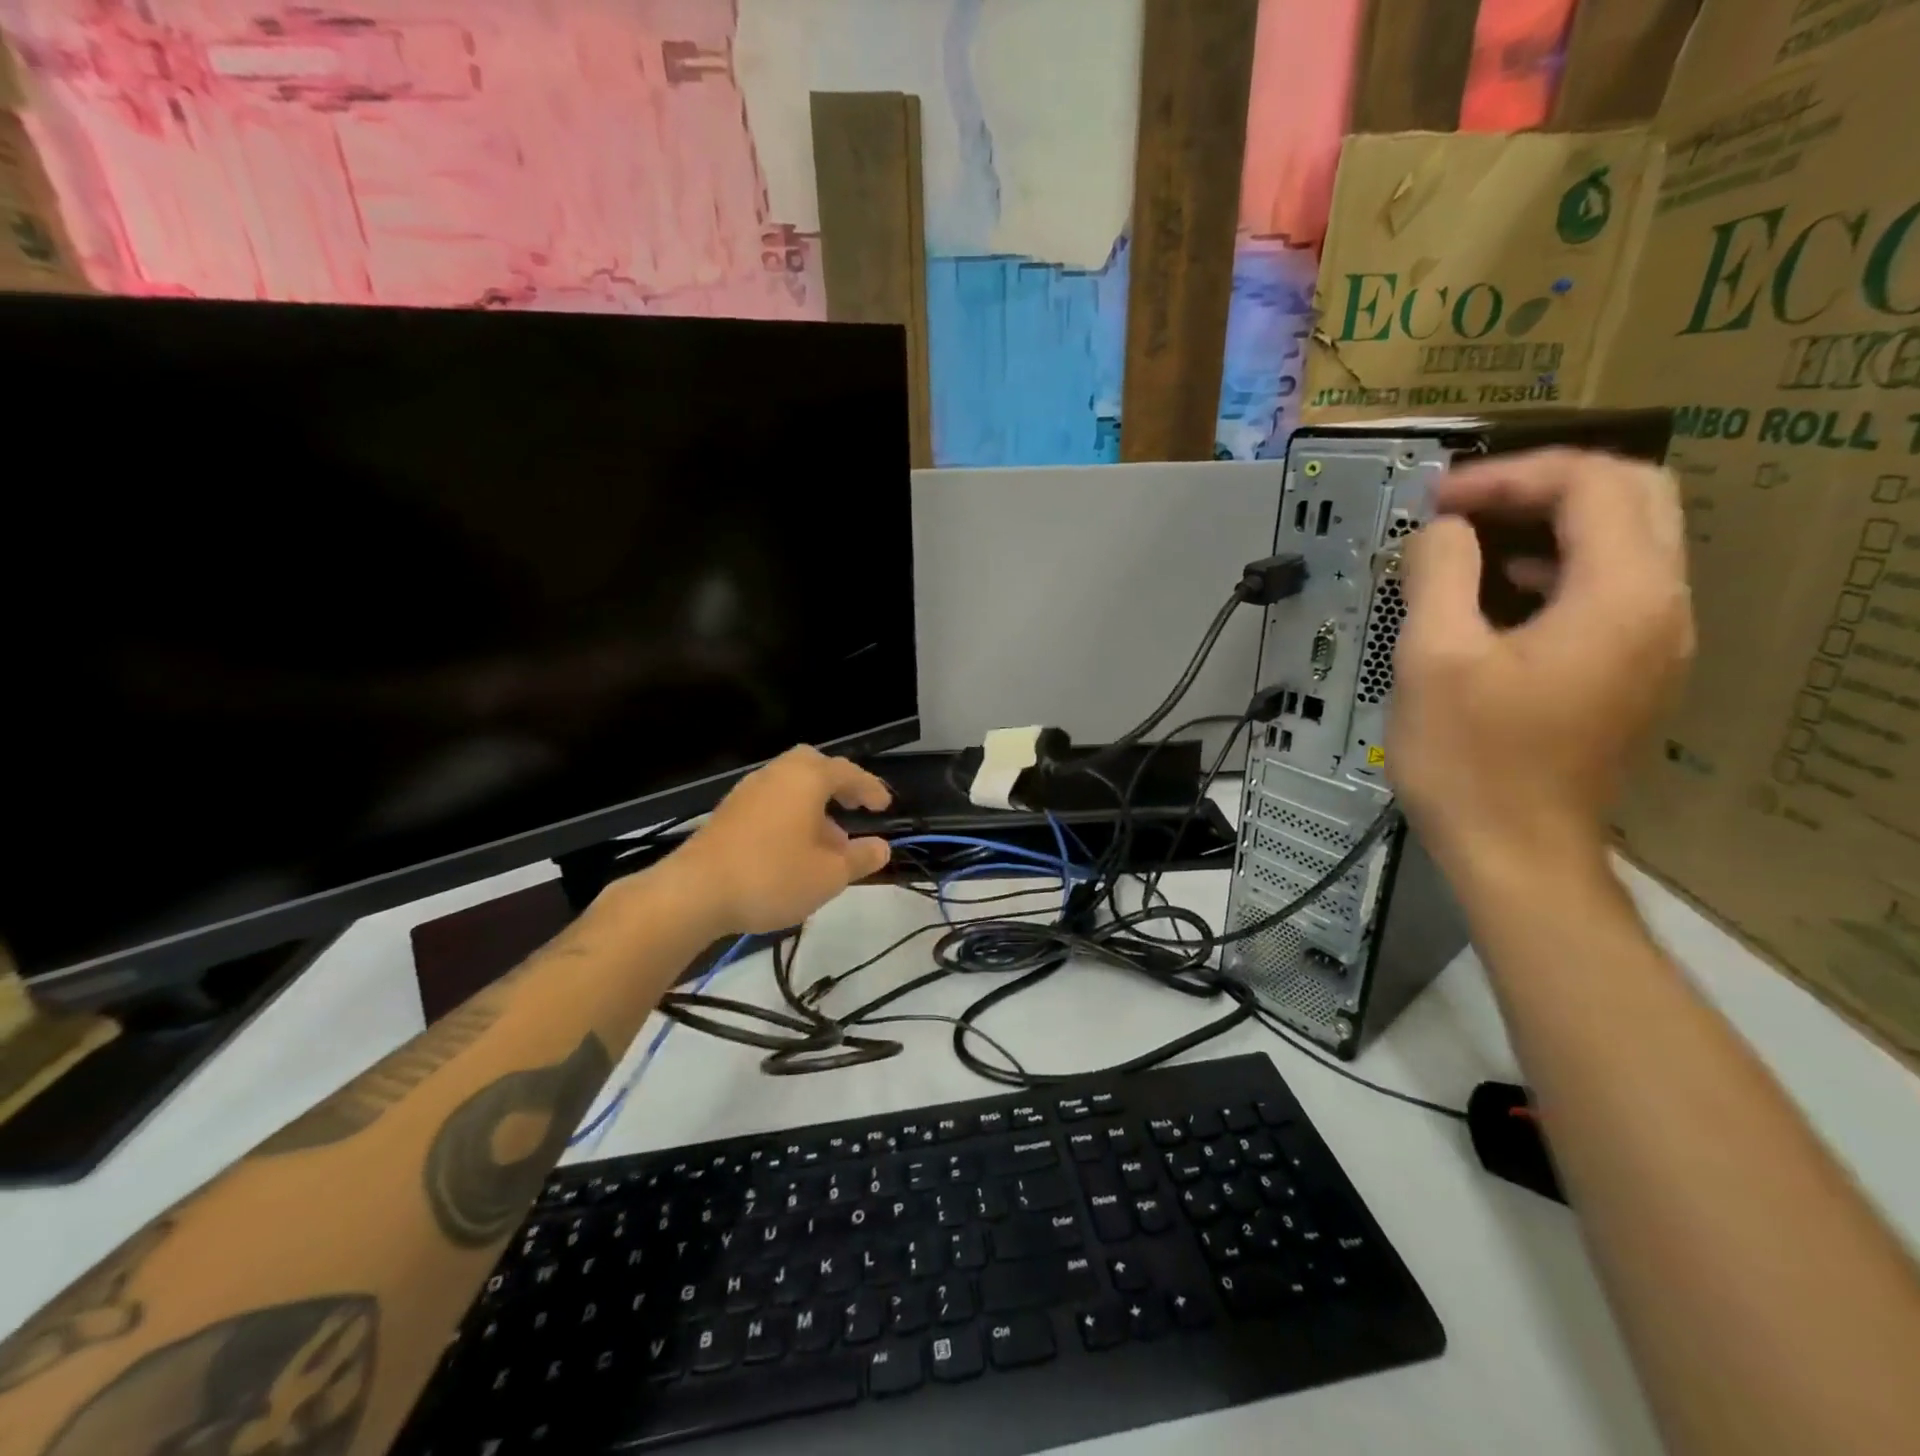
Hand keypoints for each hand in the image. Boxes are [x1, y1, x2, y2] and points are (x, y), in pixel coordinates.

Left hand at [664, 746, 892, 935]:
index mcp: (806, 779)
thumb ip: (860, 858)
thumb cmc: (772, 876)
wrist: (695, 891)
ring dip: (813, 803)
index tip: (885, 805)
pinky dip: (790, 813)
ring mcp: (747, 792)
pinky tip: (793, 848)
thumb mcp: (829, 875)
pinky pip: (770, 801)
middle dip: (837, 783)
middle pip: (813, 765)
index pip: (848, 772)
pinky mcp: (728, 813)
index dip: (870, 788)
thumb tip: (881, 847)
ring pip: (789, 784)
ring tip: (827, 840)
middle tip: (853, 806)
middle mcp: (776, 775)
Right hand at [1388, 448, 1693, 883]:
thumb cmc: (1470, 760)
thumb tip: (1439, 530)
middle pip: (1629, 499)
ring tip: (1468, 546)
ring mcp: (1654, 643)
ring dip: (1547, 527)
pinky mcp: (1631, 672)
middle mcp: (1660, 608)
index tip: (1437, 500)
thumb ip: (1437, 574)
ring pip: (1623, 543)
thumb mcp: (1432, 659)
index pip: (1592, 484)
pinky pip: (1608, 590)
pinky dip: (1553, 571)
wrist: (1515, 852)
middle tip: (1462, 508)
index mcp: (1622, 596)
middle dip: (1540, 488)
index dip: (1509, 476)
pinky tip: (1493, 598)